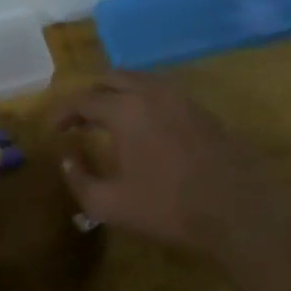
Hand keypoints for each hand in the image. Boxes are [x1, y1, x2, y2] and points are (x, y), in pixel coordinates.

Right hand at [50, 72, 276, 253]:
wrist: (239, 213)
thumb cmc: (168, 208)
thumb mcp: (109, 204)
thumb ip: (79, 179)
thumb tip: (67, 159)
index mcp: (125, 110)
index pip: (82, 99)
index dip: (62, 112)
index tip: (52, 129)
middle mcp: (151, 93)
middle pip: (111, 78)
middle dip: (88, 95)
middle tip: (77, 120)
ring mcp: (181, 99)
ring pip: (139, 81)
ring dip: (116, 94)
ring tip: (106, 120)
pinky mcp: (202, 111)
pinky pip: (161, 92)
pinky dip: (141, 100)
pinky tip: (141, 128)